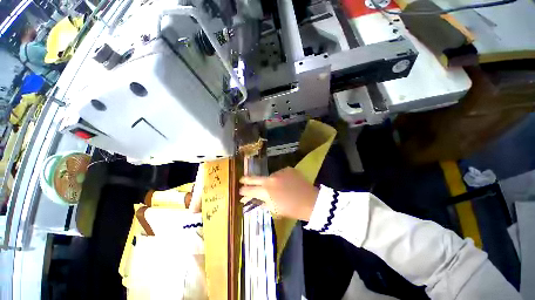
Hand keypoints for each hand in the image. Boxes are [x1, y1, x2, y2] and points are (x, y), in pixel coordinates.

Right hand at [239, 167, 318, 220]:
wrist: (310, 201)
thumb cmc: (291, 209)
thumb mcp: (274, 209)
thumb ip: (262, 202)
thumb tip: (253, 198)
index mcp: (266, 191)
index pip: (249, 190)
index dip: (243, 191)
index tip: (241, 191)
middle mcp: (270, 179)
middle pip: (254, 178)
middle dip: (246, 179)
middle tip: (242, 179)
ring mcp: (279, 172)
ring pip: (270, 176)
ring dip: (270, 181)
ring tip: (278, 187)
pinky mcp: (287, 169)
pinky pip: (280, 174)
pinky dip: (281, 178)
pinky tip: (287, 183)